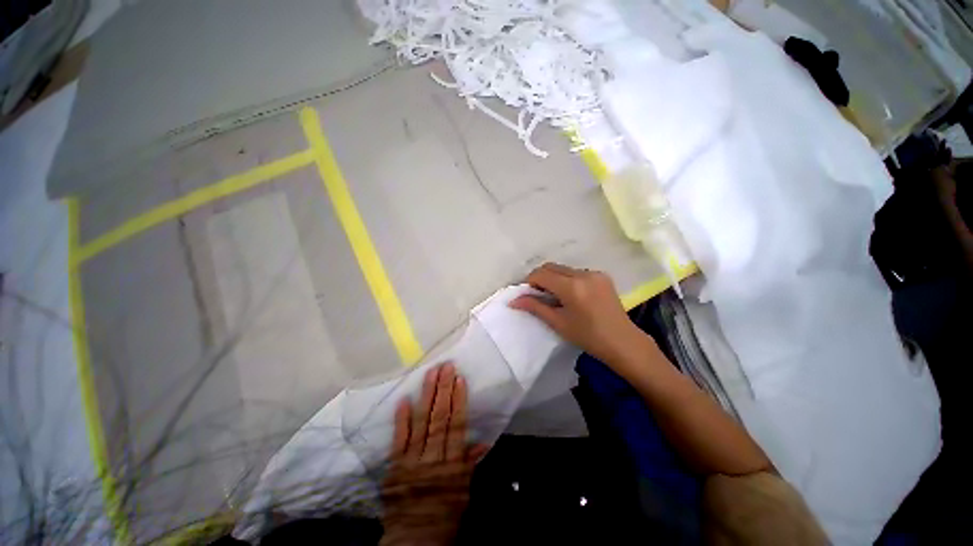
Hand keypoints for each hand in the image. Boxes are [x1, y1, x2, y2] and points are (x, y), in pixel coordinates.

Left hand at [380, 363, 486, 545]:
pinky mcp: (395, 465)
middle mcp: (433, 457)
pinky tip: (403, 400)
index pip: (457, 426)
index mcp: (452, 464)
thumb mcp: (463, 492)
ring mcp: (412, 459)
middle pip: (440, 419)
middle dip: (443, 390)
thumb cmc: (444, 513)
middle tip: (445, 367)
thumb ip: (470, 464)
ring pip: (421, 423)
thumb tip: (482, 442)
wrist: (413, 540)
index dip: (459, 401)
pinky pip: (399, 440)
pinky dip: (401, 420)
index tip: (459, 380)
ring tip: (430, 374)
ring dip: (426, 397)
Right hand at [509, 263, 653, 365]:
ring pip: (563, 268)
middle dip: (540, 278)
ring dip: (553, 278)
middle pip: (551, 267)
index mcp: (572, 287)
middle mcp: (583, 274)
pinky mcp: (602, 275)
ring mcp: (594, 273)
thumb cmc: (588, 336)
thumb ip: (535, 307)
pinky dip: (567, 279)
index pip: (541, 274)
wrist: (623, 342)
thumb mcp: (558, 322)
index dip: (529, 282)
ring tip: (554, 296)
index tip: (526, 294)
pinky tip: (570, 295)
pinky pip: (576, 272)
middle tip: (537, 295)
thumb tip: (513, 301)